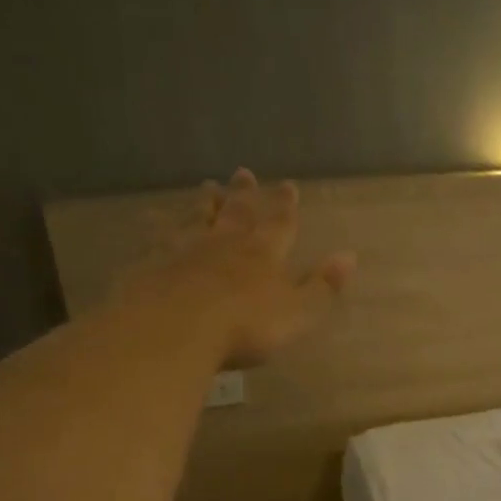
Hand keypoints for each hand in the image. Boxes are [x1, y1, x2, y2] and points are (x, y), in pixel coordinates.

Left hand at [125, 169, 355, 368]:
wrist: (174, 327)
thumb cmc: (245, 326)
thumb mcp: (298, 311)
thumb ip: (322, 285)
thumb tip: (350, 256)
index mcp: (264, 254)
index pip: (280, 224)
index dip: (286, 206)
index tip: (288, 185)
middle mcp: (226, 242)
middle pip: (238, 212)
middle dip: (245, 193)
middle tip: (244, 172)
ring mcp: (185, 247)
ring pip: (198, 217)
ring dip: (205, 202)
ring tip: (208, 186)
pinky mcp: (151, 260)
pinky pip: (158, 235)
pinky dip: (160, 224)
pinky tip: (154, 218)